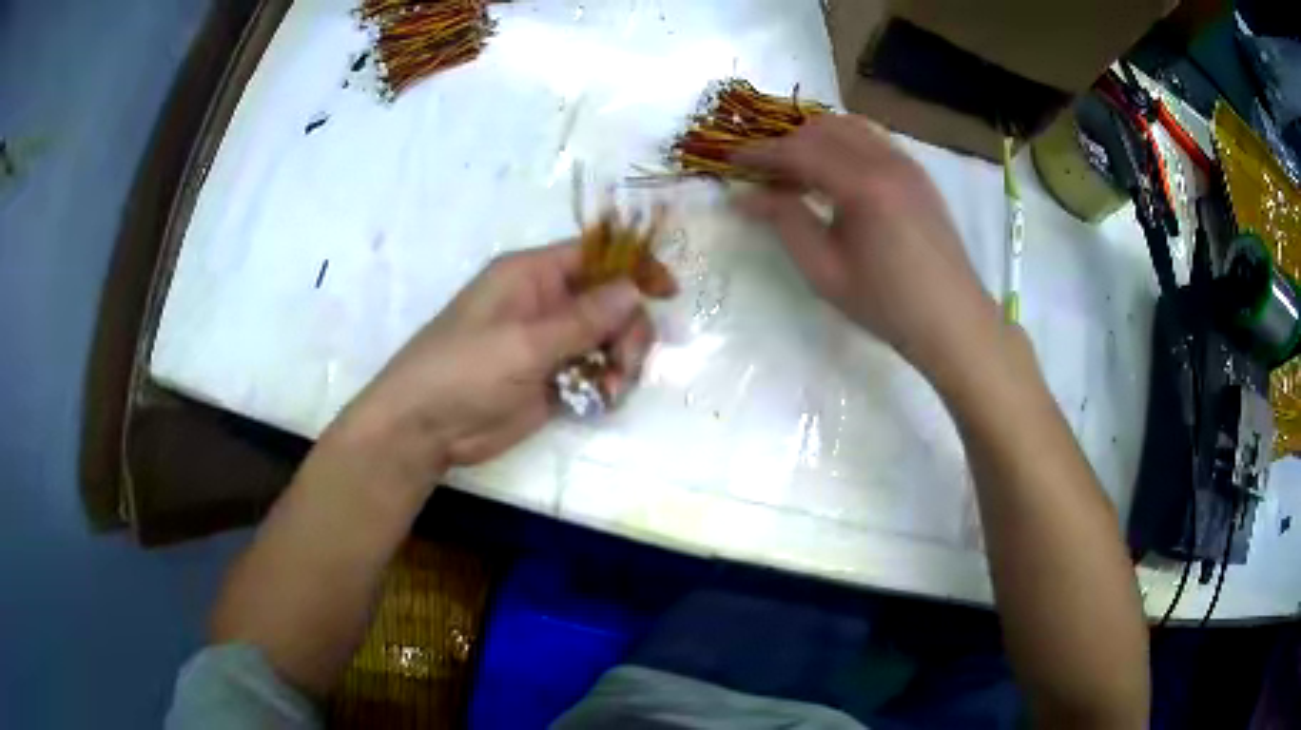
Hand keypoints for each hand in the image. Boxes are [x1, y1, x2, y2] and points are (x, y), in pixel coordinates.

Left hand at [322, 241, 659, 493]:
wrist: (425, 428)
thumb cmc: (464, 371)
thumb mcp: (524, 342)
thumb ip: (583, 318)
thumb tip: (634, 288)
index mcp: (532, 276)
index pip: (595, 255)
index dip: (634, 266)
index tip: (668, 291)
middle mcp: (545, 303)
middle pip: (611, 301)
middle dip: (627, 331)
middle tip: (623, 364)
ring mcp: (549, 343)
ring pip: (608, 339)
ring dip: (620, 362)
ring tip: (609, 390)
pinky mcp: (552, 379)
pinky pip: (595, 371)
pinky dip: (605, 384)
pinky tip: (599, 401)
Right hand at [735, 114, 1003, 379]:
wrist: (952, 320)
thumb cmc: (887, 305)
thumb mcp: (825, 271)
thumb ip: (785, 222)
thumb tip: (744, 197)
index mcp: (864, 185)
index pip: (800, 150)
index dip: (761, 154)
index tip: (732, 162)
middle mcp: (887, 161)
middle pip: (823, 129)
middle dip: (787, 144)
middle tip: (764, 173)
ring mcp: (907, 163)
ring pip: (850, 126)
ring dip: (816, 139)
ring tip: (797, 171)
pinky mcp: (918, 173)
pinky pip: (873, 139)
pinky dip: (844, 144)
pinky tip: (836, 173)